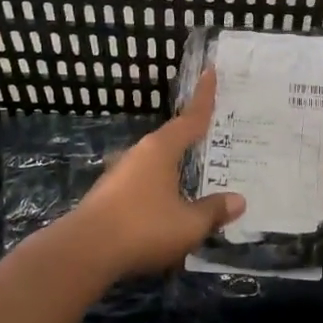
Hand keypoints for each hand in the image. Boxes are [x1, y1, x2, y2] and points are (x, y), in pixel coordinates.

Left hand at [61, 70, 243, 277]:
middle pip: (171, 138)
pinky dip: (159, 186)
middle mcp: (140, 153)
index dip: (204, 97)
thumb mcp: (189, 224)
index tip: (210, 71)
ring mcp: (120, 173)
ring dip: (173, 165)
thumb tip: (239, 200)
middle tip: (212, 133)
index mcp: (161, 149)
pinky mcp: (108, 195)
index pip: (191, 118)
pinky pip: (143, 182)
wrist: (83, 252)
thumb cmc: (143, 227)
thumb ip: (214, 211)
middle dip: (191, 135)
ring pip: (156, 162)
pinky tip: (167, 204)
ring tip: (193, 173)